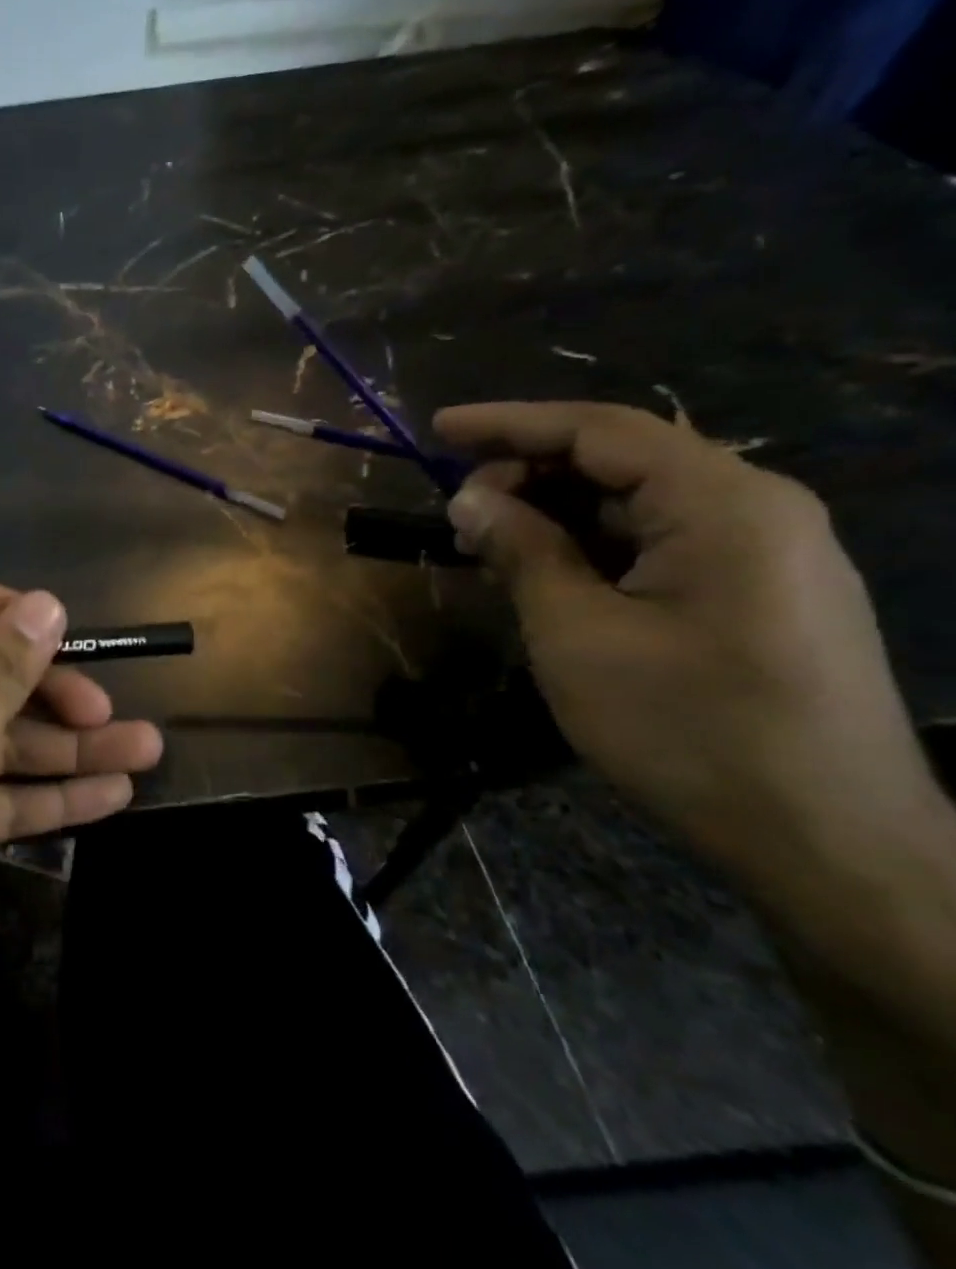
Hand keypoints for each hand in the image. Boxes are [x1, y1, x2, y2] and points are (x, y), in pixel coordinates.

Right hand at [433, 401, 935, 872]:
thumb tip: (470, 498)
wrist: (832, 845)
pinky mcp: (761, 593)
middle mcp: (756, 508)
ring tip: (488, 545)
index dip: (509, 423)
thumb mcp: (578, 635)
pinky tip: (546, 573)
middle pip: (621, 459)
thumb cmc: (690, 731)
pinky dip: (593, 545)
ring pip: (638, 502)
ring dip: (556, 513)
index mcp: (723, 504)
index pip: (599, 430)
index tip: (436, 429)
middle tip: (458, 514)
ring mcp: (767, 552)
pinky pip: (662, 541)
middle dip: (529, 474)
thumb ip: (522, 552)